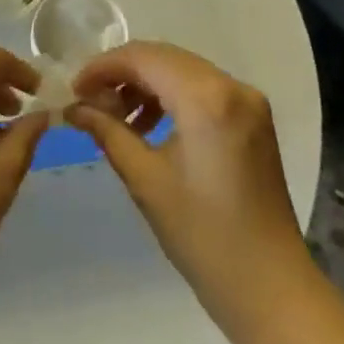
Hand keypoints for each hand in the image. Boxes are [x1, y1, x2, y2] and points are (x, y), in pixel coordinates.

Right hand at [67, 42, 314, 343]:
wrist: (270, 286)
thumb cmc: (203, 236)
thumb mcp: (146, 180)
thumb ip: (108, 132)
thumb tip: (74, 108)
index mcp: (207, 98)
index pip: (145, 58)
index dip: (103, 67)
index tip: (73, 89)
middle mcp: (233, 86)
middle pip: (165, 58)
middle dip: (122, 73)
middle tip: (88, 101)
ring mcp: (248, 100)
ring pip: (184, 71)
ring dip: (146, 84)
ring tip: (115, 118)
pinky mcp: (253, 118)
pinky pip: (203, 89)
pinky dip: (171, 97)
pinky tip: (148, 126)